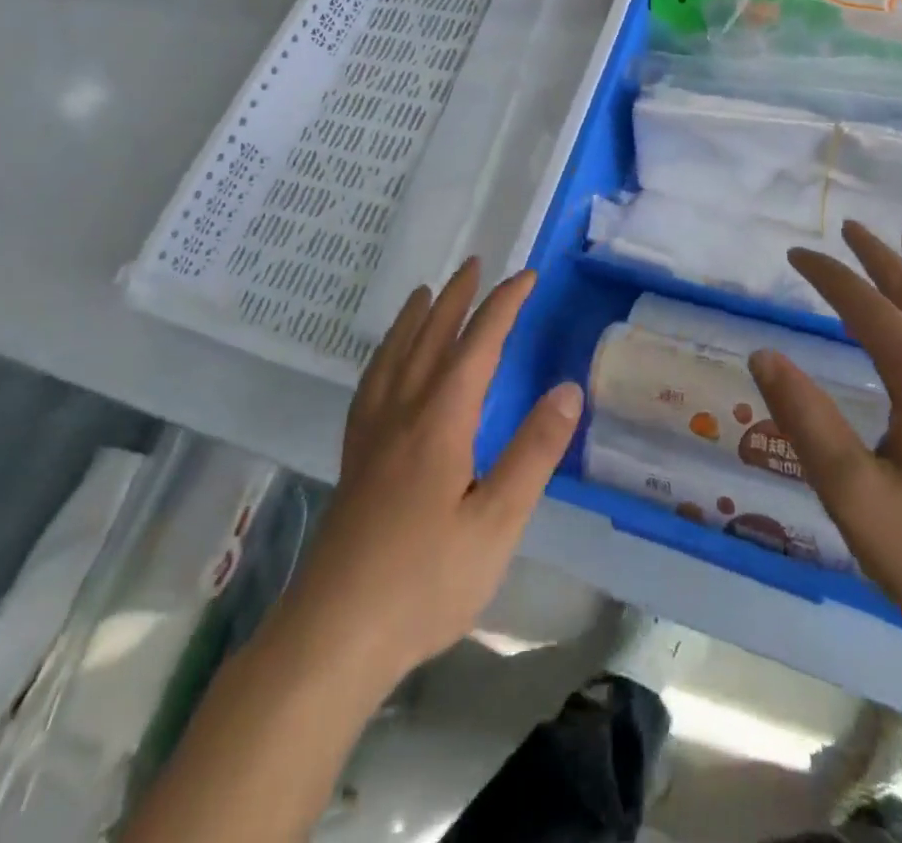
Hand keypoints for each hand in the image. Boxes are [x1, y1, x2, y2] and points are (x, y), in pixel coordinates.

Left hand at [272, 260, 582, 695]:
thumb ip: (533, 452)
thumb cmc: (425, 582)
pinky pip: (371, 384)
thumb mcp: (497, 522)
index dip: (504, 305)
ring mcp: (372, 435)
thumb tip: (568, 389)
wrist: (333, 636)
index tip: (527, 276)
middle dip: (456, 297)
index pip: (478, 343)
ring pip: (395, 355)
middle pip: (431, 337)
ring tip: (426, 292)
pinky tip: (387, 363)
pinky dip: (385, 355)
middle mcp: (402, 413)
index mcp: (441, 420)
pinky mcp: (354, 459)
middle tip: (475, 265)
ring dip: (416, 317)